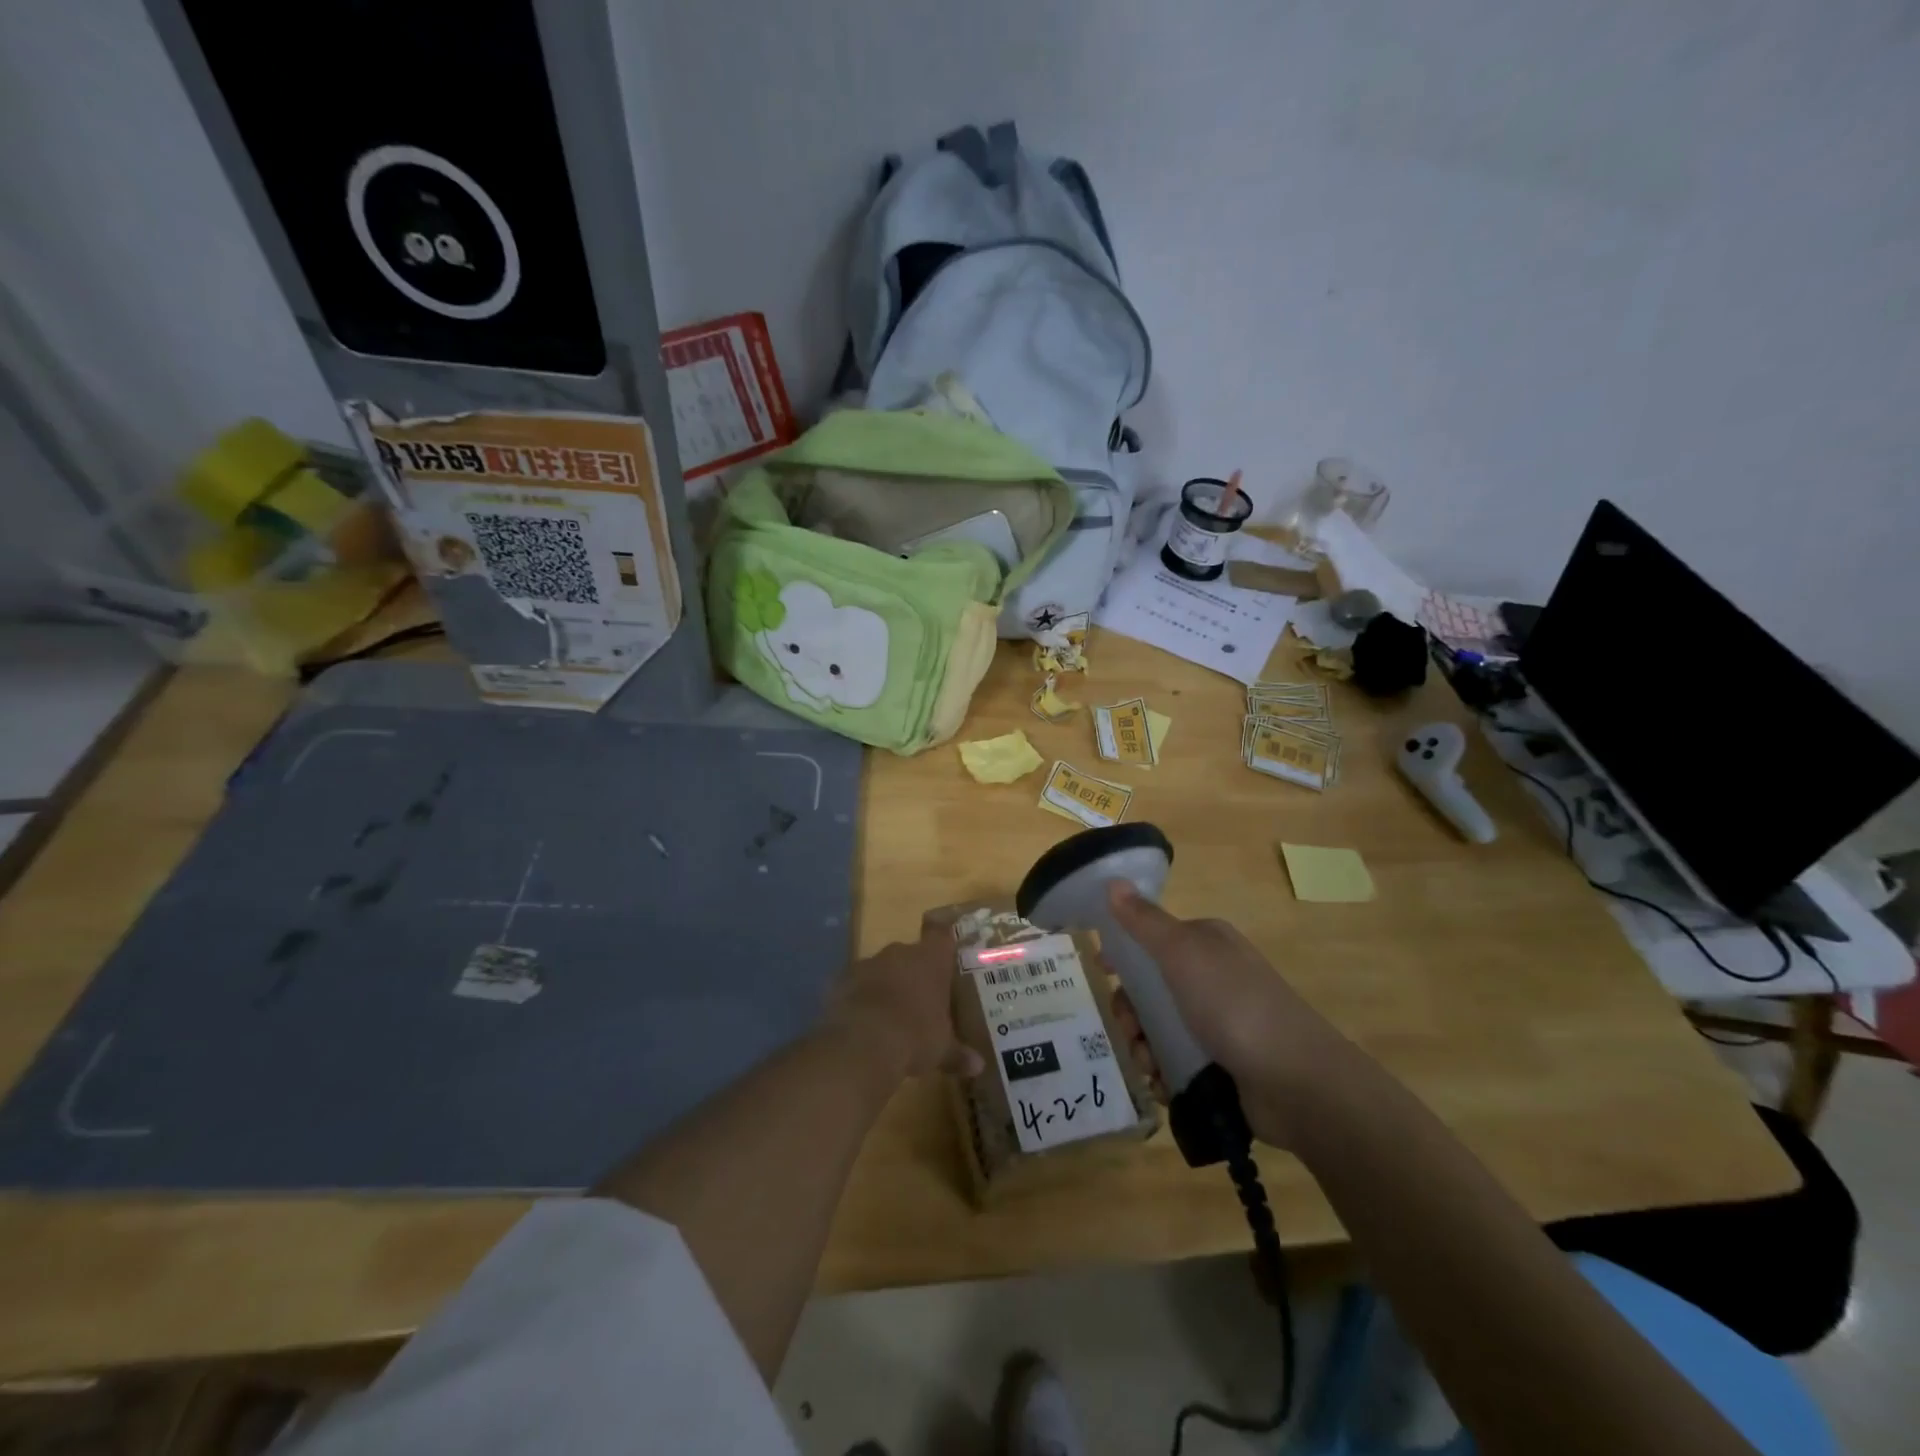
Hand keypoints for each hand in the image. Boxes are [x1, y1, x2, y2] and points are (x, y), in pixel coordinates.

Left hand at [827, 919, 984, 1084]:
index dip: (943, 941)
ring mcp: (867, 963)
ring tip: (888, 1015)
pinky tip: (861, 1022)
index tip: (945, 951)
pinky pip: (854, 984)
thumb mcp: (942, 1050)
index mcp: (931, 960)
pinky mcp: (841, 980)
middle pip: (909, 954)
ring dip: (884, 985)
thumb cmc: (915, 1036)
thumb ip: (958, 1054)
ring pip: (881, 968)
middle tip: (919, 998)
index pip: (941, 936)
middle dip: (913, 973)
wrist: (863, 1043)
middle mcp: (899, 953)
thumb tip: (978, 1066)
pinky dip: (858, 998)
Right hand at [1105, 880, 1359, 1148]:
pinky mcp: (1222, 1065)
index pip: (1153, 938)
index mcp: (1206, 943)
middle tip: (1130, 1030)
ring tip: (1147, 1064)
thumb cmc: (1234, 1005)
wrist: (1297, 1082)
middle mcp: (1213, 978)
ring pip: (1159, 1028)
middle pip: (1150, 988)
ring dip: (1143, 1046)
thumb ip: (1144, 921)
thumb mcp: (1183, 953)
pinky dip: (1162, 1072)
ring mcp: (1220, 1024)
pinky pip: (1176, 1063)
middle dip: (1130, 1011)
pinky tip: (1160, 1083)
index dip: (1125, 954)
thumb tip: (1113, 882)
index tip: (1104, 972)